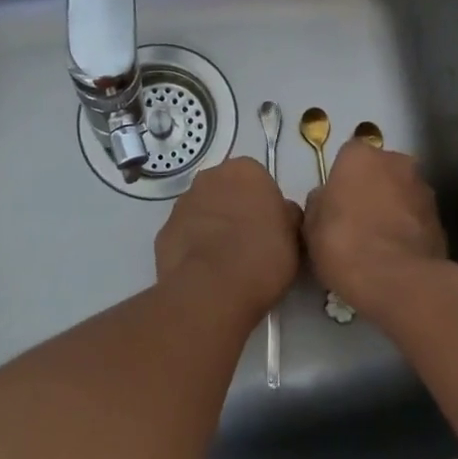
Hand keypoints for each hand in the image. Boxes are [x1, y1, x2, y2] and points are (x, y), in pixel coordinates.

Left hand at [154, 156, 300, 319]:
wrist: (211, 289)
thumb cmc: (262, 255)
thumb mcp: (294, 236)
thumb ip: (288, 216)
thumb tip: (283, 214)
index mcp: (245, 170)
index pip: (258, 180)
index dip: (265, 205)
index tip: (270, 229)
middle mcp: (209, 177)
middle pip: (227, 190)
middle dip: (236, 210)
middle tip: (249, 242)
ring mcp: (182, 203)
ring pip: (203, 211)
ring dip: (213, 227)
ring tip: (226, 262)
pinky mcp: (163, 231)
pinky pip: (185, 235)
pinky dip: (193, 247)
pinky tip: (205, 271)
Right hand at [303, 140, 447, 318]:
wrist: (396, 280)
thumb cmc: (344, 243)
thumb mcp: (312, 225)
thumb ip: (320, 203)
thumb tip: (327, 199)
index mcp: (361, 156)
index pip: (348, 156)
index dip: (342, 179)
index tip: (336, 203)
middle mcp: (397, 162)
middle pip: (381, 171)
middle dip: (372, 189)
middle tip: (357, 220)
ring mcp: (424, 190)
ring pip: (403, 193)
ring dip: (393, 209)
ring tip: (378, 242)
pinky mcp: (441, 219)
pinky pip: (417, 219)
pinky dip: (408, 230)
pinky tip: (396, 256)